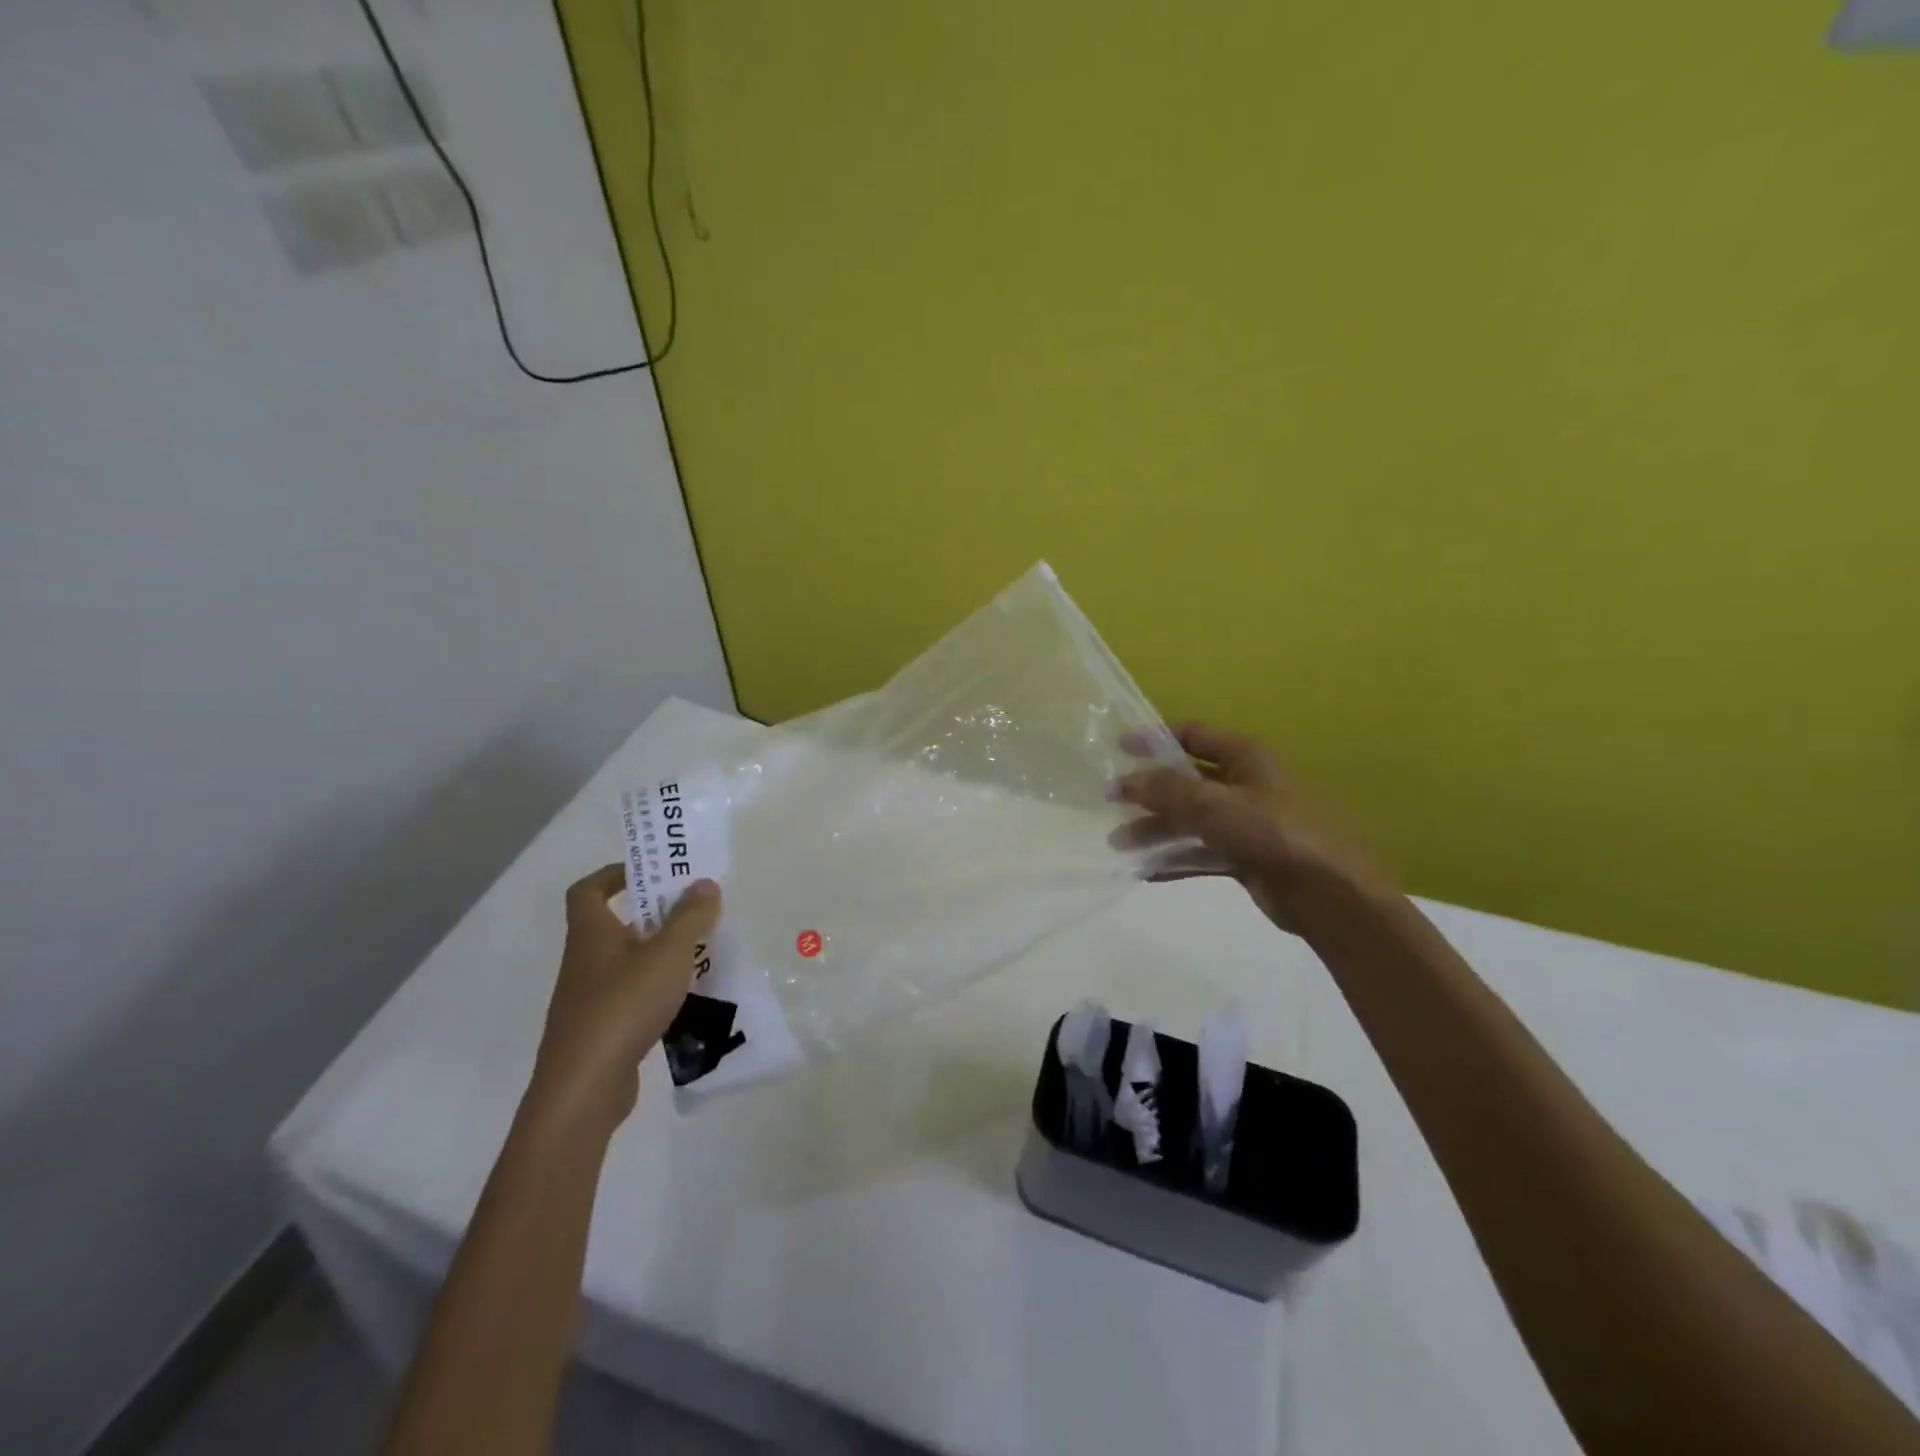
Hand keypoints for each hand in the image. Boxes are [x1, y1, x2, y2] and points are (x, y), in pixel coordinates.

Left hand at [527, 865, 720, 1134]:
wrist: (583, 1090)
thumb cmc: (623, 1006)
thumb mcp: (668, 954)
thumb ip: (690, 917)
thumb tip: (705, 883)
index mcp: (591, 934)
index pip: (587, 890)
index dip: (614, 874)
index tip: (651, 872)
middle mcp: (585, 961)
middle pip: (615, 925)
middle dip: (654, 914)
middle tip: (694, 910)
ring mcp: (590, 999)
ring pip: (627, 962)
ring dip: (660, 953)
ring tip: (701, 952)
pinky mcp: (601, 1031)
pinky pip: (632, 995)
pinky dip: (658, 989)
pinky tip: (687, 997)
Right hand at [1115, 722, 1388, 931]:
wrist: (1326, 893)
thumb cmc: (1272, 831)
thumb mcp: (1213, 804)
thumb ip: (1164, 791)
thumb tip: (1121, 783)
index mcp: (1244, 757)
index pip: (1192, 735)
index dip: (1155, 738)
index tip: (1118, 749)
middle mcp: (1243, 784)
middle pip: (1186, 781)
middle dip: (1149, 793)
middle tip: (1110, 804)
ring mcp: (1244, 822)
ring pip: (1190, 820)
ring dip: (1155, 830)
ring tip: (1119, 844)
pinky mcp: (1243, 857)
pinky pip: (1200, 852)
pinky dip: (1174, 858)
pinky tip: (1145, 871)